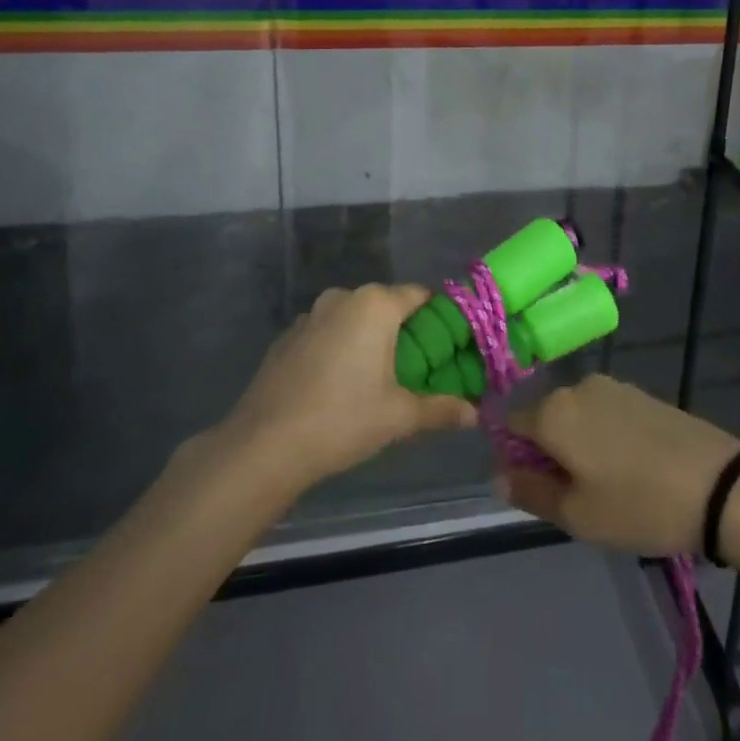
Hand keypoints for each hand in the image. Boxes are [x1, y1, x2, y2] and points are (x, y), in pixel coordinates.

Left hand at [224, 283, 476, 489]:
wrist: (264, 445)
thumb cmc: (343, 419)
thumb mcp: (400, 416)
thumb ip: (441, 409)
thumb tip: (475, 415)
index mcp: (375, 305)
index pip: (420, 295)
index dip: (438, 318)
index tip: (448, 345)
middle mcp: (343, 298)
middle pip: (386, 305)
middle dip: (403, 331)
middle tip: (417, 368)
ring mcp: (309, 315)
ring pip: (353, 319)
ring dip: (368, 339)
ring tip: (376, 379)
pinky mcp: (286, 337)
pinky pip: (326, 334)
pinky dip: (338, 349)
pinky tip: (337, 386)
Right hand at [500, 375, 739, 555]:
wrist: (718, 485)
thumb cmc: (638, 504)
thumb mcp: (576, 514)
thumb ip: (529, 491)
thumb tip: (499, 474)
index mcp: (553, 411)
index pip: (510, 425)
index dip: (514, 459)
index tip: (536, 491)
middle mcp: (577, 387)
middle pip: (544, 418)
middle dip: (549, 453)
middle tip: (576, 497)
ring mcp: (613, 386)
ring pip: (576, 417)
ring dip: (578, 446)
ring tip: (608, 487)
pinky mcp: (641, 393)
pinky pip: (604, 414)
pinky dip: (605, 438)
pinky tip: (631, 469)